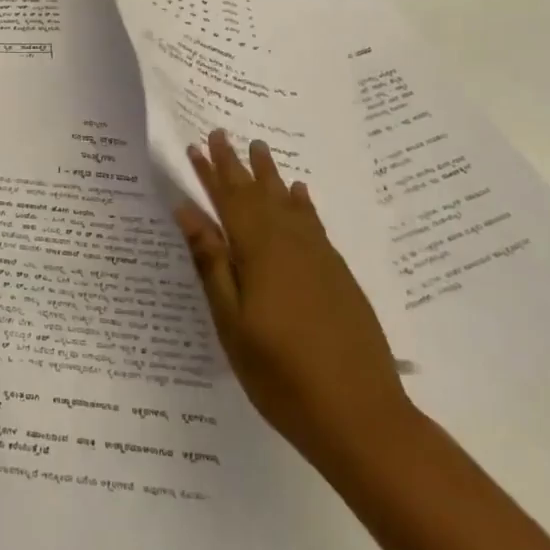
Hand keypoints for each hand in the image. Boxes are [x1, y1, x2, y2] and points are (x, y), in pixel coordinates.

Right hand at [177, 131, 413, 471]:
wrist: (361, 417)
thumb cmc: (281, 374)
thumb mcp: (231, 321)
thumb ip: (211, 262)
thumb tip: (187, 211)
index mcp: (258, 252)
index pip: (229, 200)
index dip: (211, 172)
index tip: (196, 145)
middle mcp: (290, 244)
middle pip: (258, 194)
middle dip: (237, 164)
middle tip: (222, 132)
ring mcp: (319, 258)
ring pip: (288, 202)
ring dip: (270, 175)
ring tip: (259, 148)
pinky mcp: (338, 275)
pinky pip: (314, 223)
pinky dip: (302, 203)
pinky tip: (299, 193)